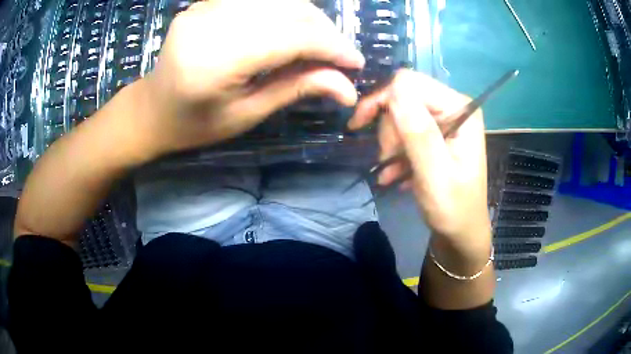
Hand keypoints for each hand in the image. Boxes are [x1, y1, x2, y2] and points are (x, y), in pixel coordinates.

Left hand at [137, 0, 364, 155]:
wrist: (152, 109)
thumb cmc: (195, 124)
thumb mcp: (246, 115)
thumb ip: (295, 90)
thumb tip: (348, 88)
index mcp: (215, 61)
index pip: (290, 38)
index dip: (331, 47)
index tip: (356, 63)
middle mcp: (209, 23)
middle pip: (287, 10)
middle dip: (324, 30)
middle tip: (340, 54)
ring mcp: (204, 7)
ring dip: (308, 16)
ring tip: (320, 41)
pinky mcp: (205, 2)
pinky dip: (283, 8)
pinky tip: (291, 26)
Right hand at [348, 70, 490, 254]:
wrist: (460, 231)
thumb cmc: (453, 207)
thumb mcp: (435, 174)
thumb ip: (418, 132)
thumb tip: (394, 90)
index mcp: (460, 109)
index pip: (410, 83)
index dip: (382, 99)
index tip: (359, 125)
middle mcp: (453, 107)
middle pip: (403, 97)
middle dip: (389, 128)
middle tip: (387, 159)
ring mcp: (444, 120)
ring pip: (400, 114)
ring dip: (390, 143)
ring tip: (392, 171)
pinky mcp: (436, 134)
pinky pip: (405, 130)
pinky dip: (395, 152)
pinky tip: (394, 174)